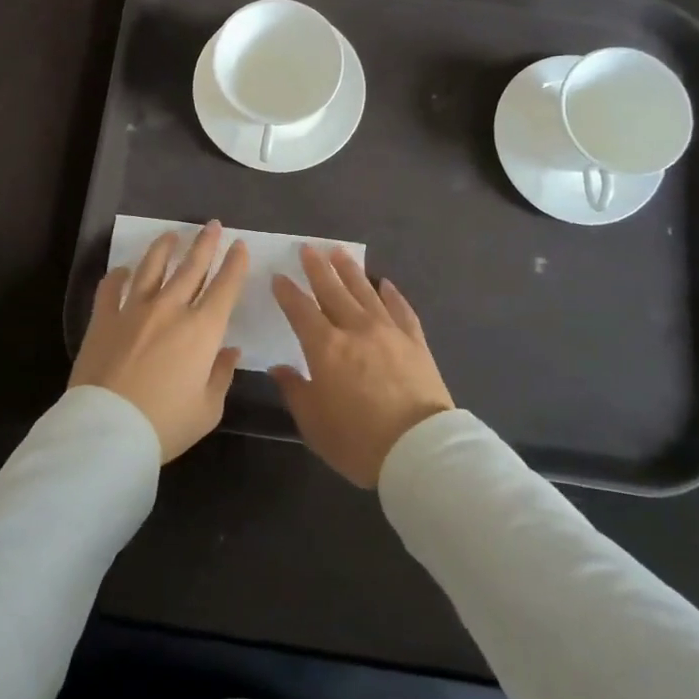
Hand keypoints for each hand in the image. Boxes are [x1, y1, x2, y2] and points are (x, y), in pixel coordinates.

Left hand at [71, 222, 248, 461]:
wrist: (108, 431)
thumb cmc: (166, 424)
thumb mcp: (208, 409)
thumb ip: (221, 375)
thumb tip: (229, 351)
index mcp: (202, 330)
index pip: (225, 287)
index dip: (235, 263)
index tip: (239, 245)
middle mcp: (171, 309)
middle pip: (191, 267)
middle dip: (205, 243)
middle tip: (212, 224)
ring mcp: (134, 310)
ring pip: (152, 267)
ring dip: (164, 248)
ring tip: (172, 235)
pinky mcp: (103, 319)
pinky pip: (110, 288)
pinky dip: (118, 275)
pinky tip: (123, 270)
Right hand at [270, 245, 453, 487]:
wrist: (419, 449)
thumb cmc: (358, 441)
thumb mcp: (314, 423)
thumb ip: (294, 390)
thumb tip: (278, 368)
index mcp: (325, 348)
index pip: (300, 310)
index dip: (288, 292)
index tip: (279, 276)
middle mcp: (355, 329)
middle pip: (333, 291)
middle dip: (318, 268)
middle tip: (308, 248)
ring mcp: (389, 331)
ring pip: (365, 291)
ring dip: (350, 271)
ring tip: (339, 253)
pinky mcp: (415, 341)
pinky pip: (401, 309)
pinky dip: (392, 294)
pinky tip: (385, 283)